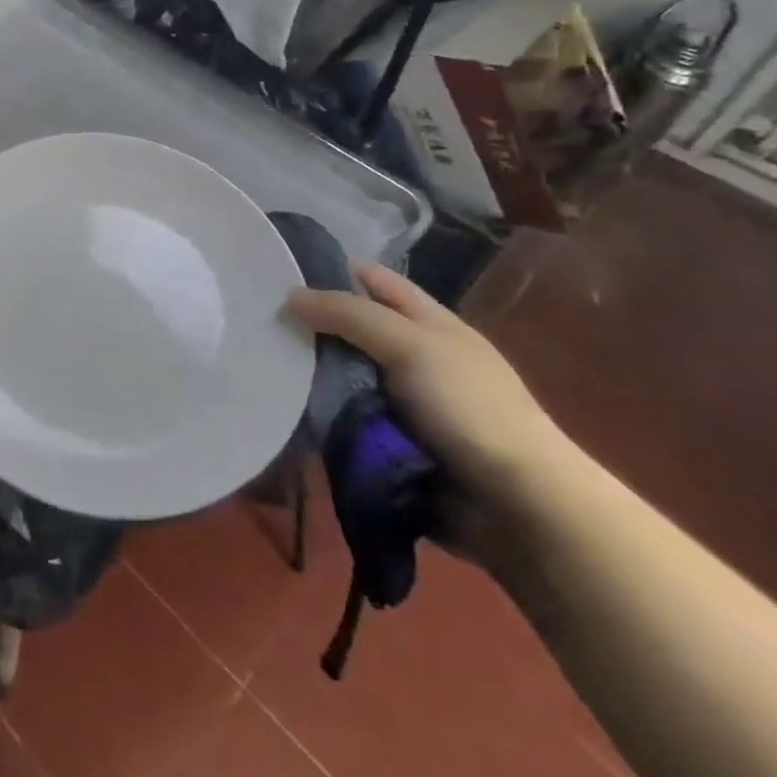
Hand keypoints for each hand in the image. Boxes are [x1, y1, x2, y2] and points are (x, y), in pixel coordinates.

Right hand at [286, 262, 573, 534]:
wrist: (518, 507)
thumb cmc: (469, 408)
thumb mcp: (410, 345)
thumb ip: (349, 315)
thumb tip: (289, 296)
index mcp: (429, 322)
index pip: (373, 280)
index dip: (330, 269)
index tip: (278, 270)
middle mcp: (414, 356)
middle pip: (351, 328)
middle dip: (310, 325)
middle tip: (258, 321)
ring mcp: (402, 402)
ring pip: (342, 375)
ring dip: (310, 374)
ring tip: (260, 365)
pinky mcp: (390, 443)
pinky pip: (344, 418)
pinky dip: (320, 415)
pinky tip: (285, 408)